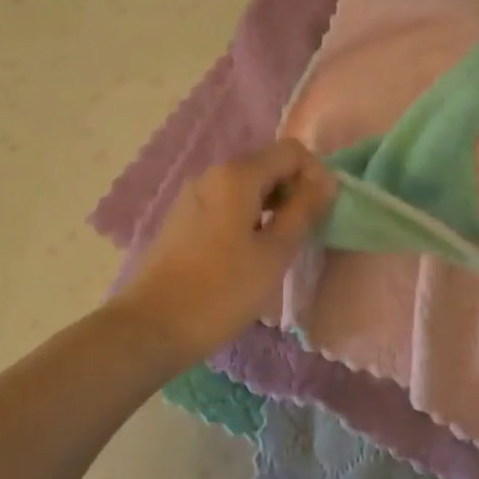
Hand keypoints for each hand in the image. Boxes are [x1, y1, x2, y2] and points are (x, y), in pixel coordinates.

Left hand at [113, 139, 336, 363]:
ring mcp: (193, 196)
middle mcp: (213, 174)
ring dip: (271, 208)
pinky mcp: (182, 218)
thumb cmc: (221, 291)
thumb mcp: (274, 254)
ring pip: (246, 188)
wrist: (152, 326)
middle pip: (267, 166)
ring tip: (277, 250)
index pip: (292, 152)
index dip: (315, 176)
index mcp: (237, 175)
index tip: (320, 215)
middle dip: (293, 192)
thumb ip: (303, 211)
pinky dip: (247, 219)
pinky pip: (226, 205)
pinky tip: (247, 256)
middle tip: (303, 236)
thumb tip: (327, 181)